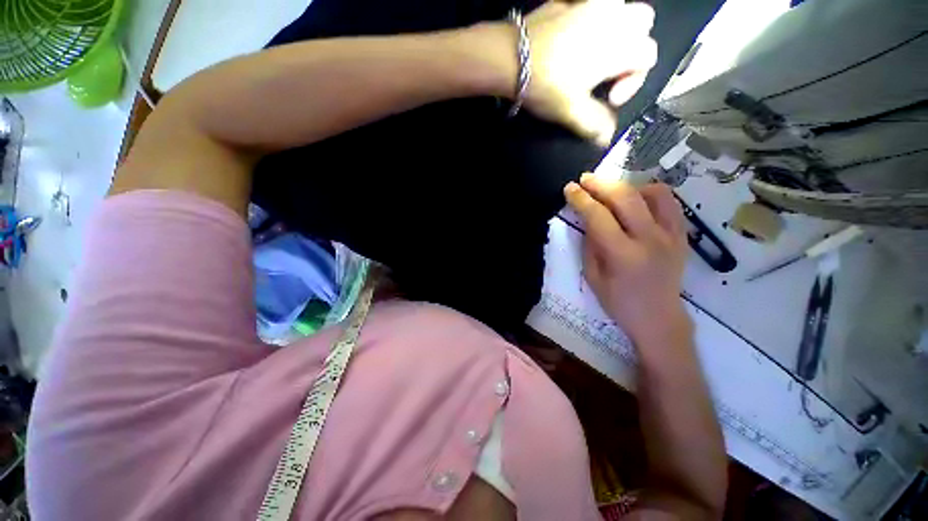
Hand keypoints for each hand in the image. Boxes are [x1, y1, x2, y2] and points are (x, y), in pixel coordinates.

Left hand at [525, 1, 656, 145]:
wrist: (503, 54)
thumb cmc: (545, 82)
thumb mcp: (573, 112)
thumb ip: (598, 125)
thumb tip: (606, 135)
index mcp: (621, 45)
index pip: (649, 53)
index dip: (636, 78)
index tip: (611, 96)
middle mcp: (610, 20)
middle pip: (643, 17)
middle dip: (637, 36)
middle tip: (617, 57)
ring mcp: (586, 5)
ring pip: (618, 2)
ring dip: (617, 17)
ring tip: (602, 38)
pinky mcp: (563, 1)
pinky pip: (586, 2)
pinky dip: (586, 13)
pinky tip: (571, 31)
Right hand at [564, 173, 690, 344]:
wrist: (660, 319)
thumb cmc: (623, 306)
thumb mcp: (595, 282)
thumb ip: (590, 246)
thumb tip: (587, 217)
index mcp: (624, 257)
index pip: (599, 217)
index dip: (581, 199)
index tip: (570, 189)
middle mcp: (650, 240)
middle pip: (625, 196)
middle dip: (601, 184)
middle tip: (586, 180)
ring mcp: (670, 236)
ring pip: (653, 192)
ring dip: (630, 186)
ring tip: (617, 193)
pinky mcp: (681, 235)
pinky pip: (670, 202)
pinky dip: (654, 194)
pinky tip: (642, 200)